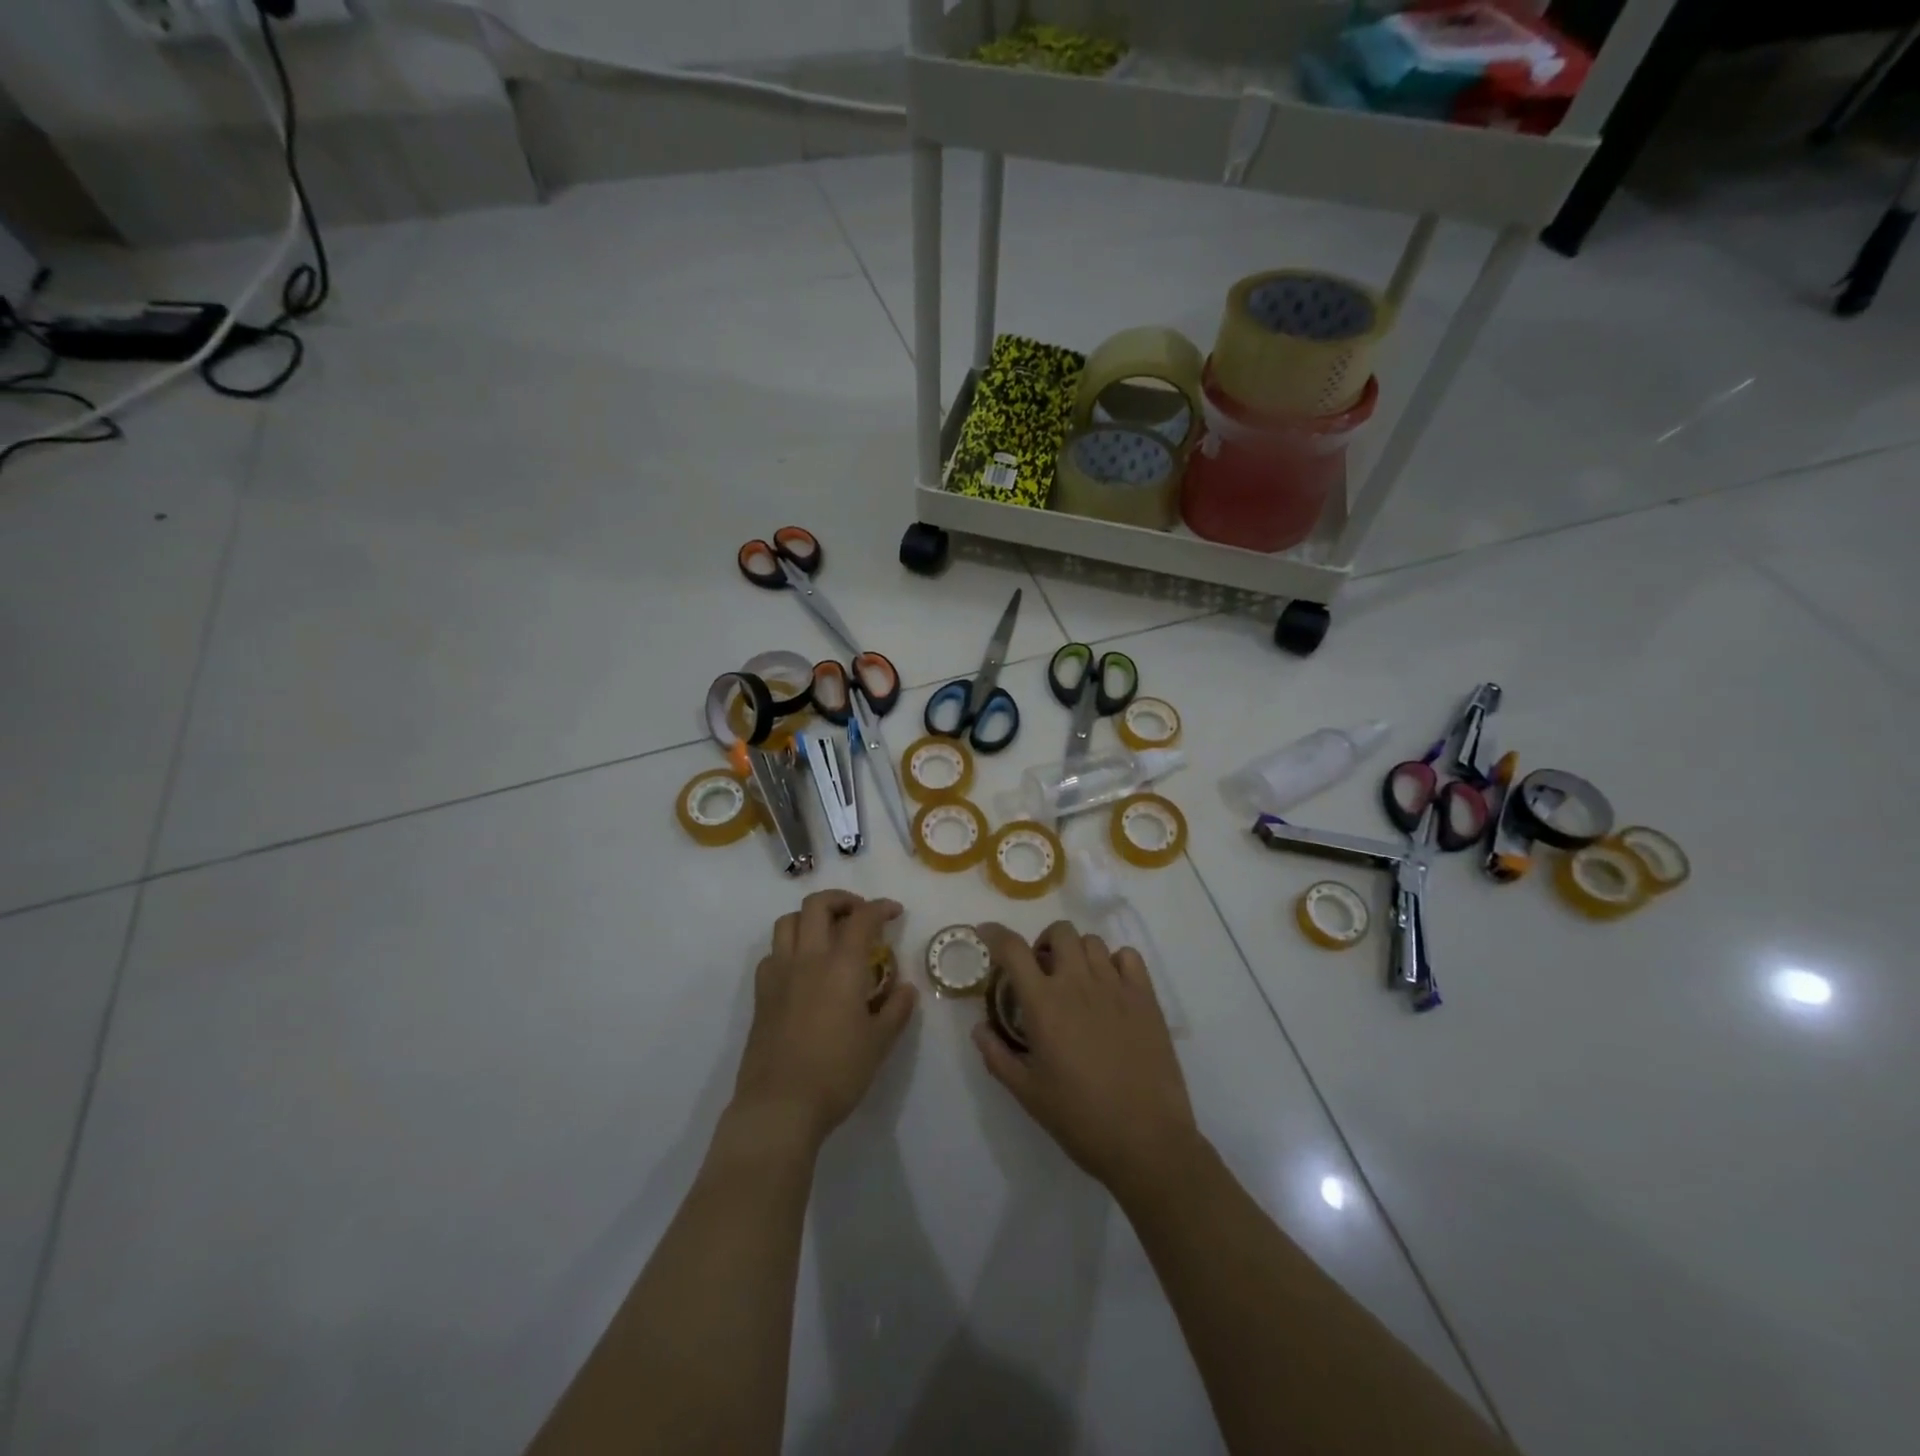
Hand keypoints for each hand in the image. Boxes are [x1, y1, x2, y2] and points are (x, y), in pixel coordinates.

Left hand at [731, 890, 917, 1153]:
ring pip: (787, 921)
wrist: (780, 1106)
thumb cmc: (837, 1073)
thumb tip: (906, 988)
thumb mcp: (879, 1043)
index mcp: (842, 965)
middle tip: (859, 915)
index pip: (862, 918)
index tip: (894, 912)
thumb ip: (896, 1010)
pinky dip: (789, 947)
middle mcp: (808, 958)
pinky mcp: (761, 994)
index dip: (881, 907)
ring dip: (810, 918)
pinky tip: (802, 968)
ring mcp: (779, 974)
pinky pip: (772, 953)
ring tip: (828, 934)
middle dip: (842, 900)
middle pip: (817, 905)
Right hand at [972, 921, 1198, 1199]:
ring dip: (1076, 953)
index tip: (986, 934)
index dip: (995, 933)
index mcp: (1044, 1004)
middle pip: (1059, 932)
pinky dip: (1113, 961)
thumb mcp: (1027, 1094)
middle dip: (1043, 943)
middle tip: (1041, 973)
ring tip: (1076, 981)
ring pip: (1092, 941)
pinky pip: (1128, 957)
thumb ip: (997, 1056)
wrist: (1147, 1141)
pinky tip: (1110, 987)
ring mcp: (1116, 987)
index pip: (1013, 949)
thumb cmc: (1080, 1119)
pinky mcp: (1146, 998)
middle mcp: (1078, 983)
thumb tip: (979, 1028)